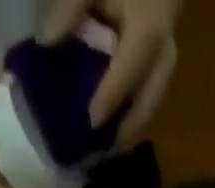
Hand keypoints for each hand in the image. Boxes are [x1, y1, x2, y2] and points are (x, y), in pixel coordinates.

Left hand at [43, 0, 181, 149]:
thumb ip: (69, 9)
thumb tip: (45, 44)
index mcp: (149, 26)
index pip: (129, 69)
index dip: (111, 96)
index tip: (93, 122)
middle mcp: (165, 47)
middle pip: (151, 97)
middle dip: (131, 126)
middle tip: (109, 147)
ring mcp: (169, 53)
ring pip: (156, 98)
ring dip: (137, 123)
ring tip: (116, 142)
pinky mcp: (165, 56)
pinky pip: (155, 90)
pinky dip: (139, 108)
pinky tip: (123, 121)